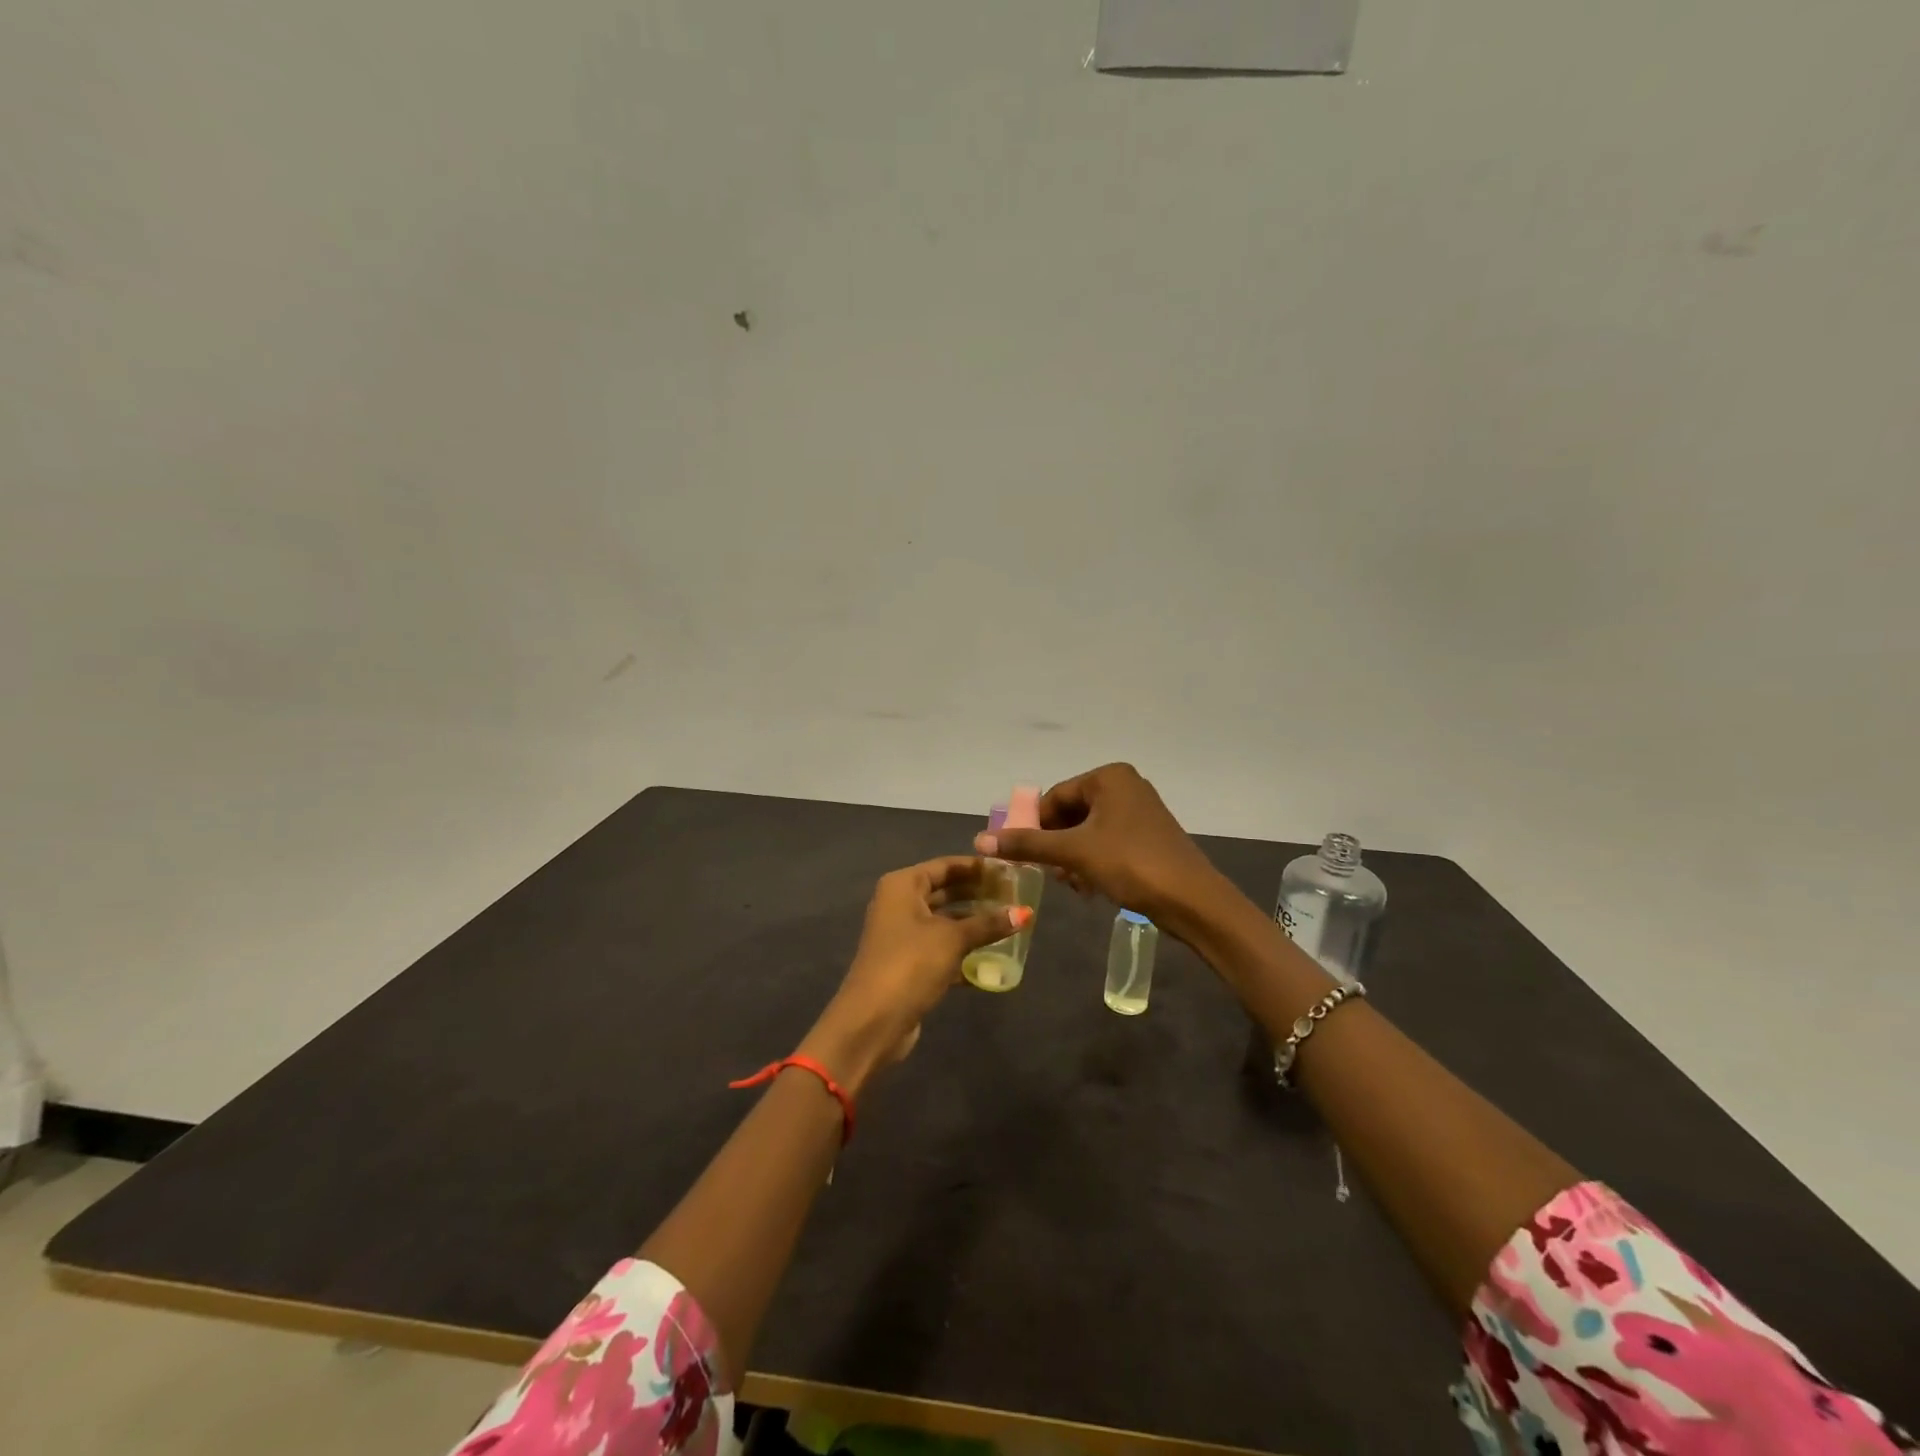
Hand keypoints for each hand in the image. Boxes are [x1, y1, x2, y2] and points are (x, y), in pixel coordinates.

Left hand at [799, 856, 1026, 1094]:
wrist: (873, 1021)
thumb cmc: (910, 964)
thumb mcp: (952, 939)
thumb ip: (988, 924)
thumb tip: (1025, 912)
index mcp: (903, 886)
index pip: (945, 866)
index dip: (977, 867)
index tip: (1009, 871)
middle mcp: (899, 904)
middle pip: (945, 891)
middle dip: (978, 895)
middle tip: (1015, 897)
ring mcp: (902, 935)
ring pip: (945, 921)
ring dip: (974, 923)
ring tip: (1010, 923)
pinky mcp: (909, 963)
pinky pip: (942, 947)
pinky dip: (964, 950)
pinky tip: (994, 958)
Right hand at [975, 763, 1224, 934]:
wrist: (1192, 900)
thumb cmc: (1130, 864)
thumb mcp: (1074, 853)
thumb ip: (1028, 845)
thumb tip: (980, 840)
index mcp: (1109, 777)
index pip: (1055, 797)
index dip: (1035, 827)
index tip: (1023, 856)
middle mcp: (1125, 786)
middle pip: (1071, 814)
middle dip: (1056, 846)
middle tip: (1050, 874)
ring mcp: (1139, 811)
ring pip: (1088, 831)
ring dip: (1073, 858)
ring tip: (1072, 884)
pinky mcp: (1148, 836)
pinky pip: (1107, 842)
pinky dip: (1093, 862)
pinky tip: (1091, 888)